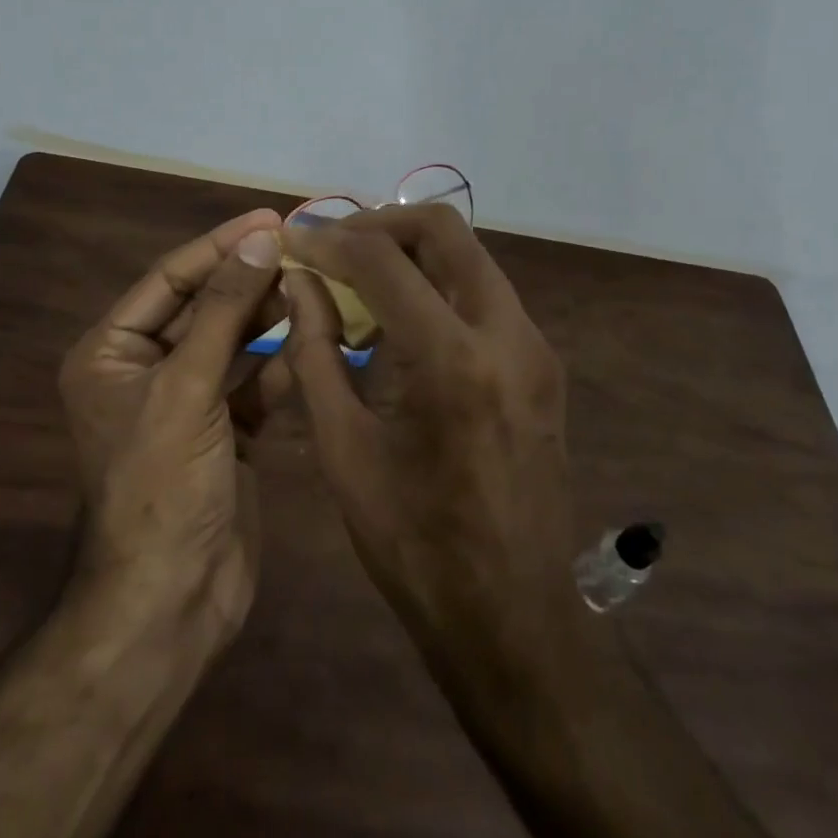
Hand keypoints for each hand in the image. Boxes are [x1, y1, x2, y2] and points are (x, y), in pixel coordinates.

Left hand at [58, 208, 284, 647]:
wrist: (171, 603)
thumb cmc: (162, 487)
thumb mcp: (187, 388)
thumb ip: (226, 311)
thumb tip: (260, 238)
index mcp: (111, 352)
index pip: (171, 278)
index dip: (220, 246)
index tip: (271, 218)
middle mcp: (145, 369)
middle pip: (205, 305)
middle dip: (250, 277)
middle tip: (304, 247)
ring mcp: (187, 401)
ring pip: (234, 341)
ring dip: (270, 315)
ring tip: (316, 284)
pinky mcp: (224, 430)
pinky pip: (254, 381)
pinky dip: (282, 361)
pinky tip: (317, 339)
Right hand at [277, 204, 585, 722]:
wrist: (513, 614)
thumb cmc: (413, 543)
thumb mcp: (342, 449)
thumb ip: (314, 351)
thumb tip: (299, 283)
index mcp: (451, 360)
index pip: (383, 260)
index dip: (330, 239)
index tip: (296, 239)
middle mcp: (506, 334)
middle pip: (443, 230)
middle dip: (380, 223)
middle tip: (333, 244)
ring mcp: (534, 345)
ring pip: (469, 255)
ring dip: (411, 251)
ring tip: (360, 277)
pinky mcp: (542, 362)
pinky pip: (484, 292)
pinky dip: (438, 283)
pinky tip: (401, 320)